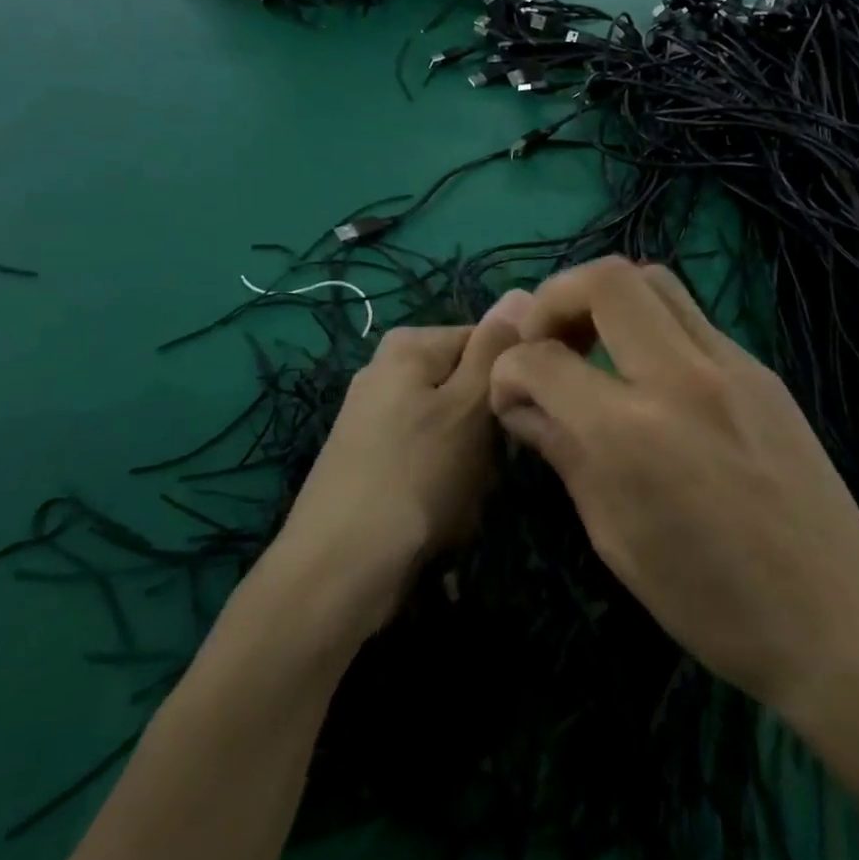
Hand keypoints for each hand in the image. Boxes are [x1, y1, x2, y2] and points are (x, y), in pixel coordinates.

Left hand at [271, 292, 530, 636]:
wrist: (338, 569)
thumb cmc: (416, 476)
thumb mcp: (468, 406)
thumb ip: (495, 348)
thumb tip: (520, 290)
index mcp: (408, 345)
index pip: (486, 340)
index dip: (509, 378)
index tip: (516, 418)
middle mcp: (385, 369)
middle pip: (465, 383)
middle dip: (485, 426)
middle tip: (486, 465)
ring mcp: (371, 415)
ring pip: (450, 426)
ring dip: (468, 461)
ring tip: (460, 494)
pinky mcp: (366, 457)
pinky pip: (424, 455)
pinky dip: (439, 481)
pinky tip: (437, 512)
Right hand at [489, 259, 858, 721]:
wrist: (840, 619)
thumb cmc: (714, 603)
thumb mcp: (616, 539)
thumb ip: (564, 454)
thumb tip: (522, 406)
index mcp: (632, 434)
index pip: (543, 361)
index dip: (508, 369)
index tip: (508, 391)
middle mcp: (681, 377)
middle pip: (606, 279)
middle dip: (556, 298)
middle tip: (547, 341)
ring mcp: (731, 364)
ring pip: (655, 281)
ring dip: (608, 299)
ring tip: (593, 346)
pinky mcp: (761, 369)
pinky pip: (692, 319)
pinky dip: (651, 327)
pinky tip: (648, 376)